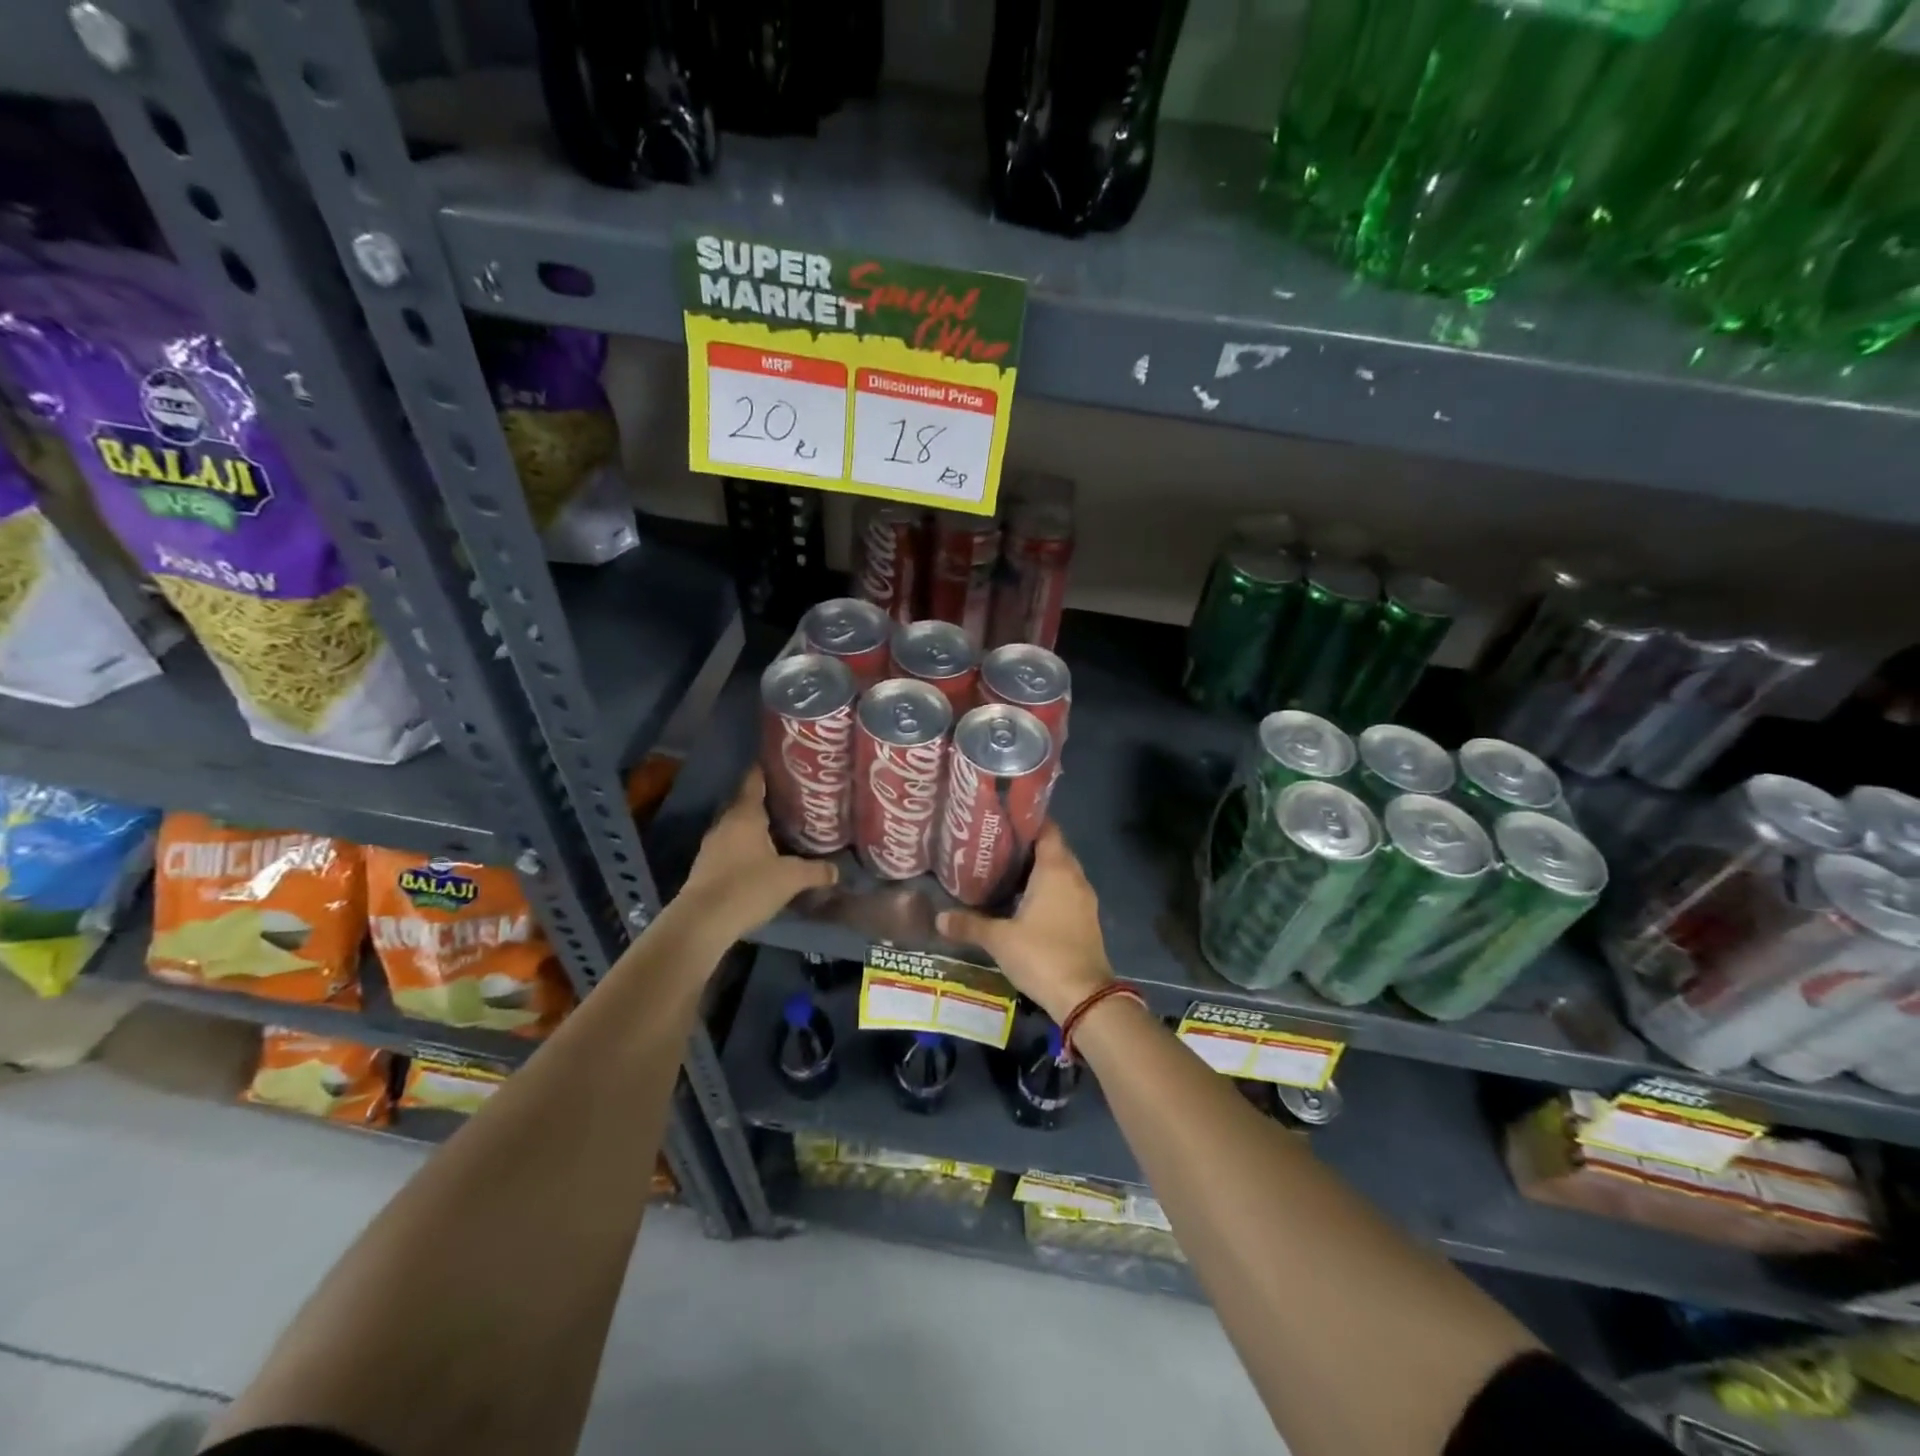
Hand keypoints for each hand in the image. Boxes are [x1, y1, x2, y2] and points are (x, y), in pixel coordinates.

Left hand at [670, 768, 837, 947]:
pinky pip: (729, 848)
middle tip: (790, 802)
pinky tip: (759, 859)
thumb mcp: (790, 878)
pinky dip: (743, 848)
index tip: (781, 765)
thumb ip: (815, 871)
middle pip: (745, 804)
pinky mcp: (705, 867)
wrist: (702, 922)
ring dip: (753, 828)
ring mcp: (711, 846)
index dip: (766, 771)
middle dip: (765, 803)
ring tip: (778, 830)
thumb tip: (836, 870)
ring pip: (736, 828)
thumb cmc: (748, 887)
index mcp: (745, 815)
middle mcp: (725, 824)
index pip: (754, 782)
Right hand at [937, 823, 1112, 1022]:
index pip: (1047, 829)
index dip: (1027, 822)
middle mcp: (1074, 877)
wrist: (1084, 997)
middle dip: (1027, 847)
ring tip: (1005, 872)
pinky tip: (1024, 902)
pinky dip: (1048, 890)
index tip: (1002, 821)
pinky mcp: (1086, 920)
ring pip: (1061, 872)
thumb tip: (939, 918)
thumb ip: (970, 925)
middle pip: (1053, 849)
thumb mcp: (999, 940)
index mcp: (1056, 870)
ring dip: (1038, 871)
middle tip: (995, 847)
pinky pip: (1066, 893)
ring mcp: (1084, 899)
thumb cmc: (1042, 955)